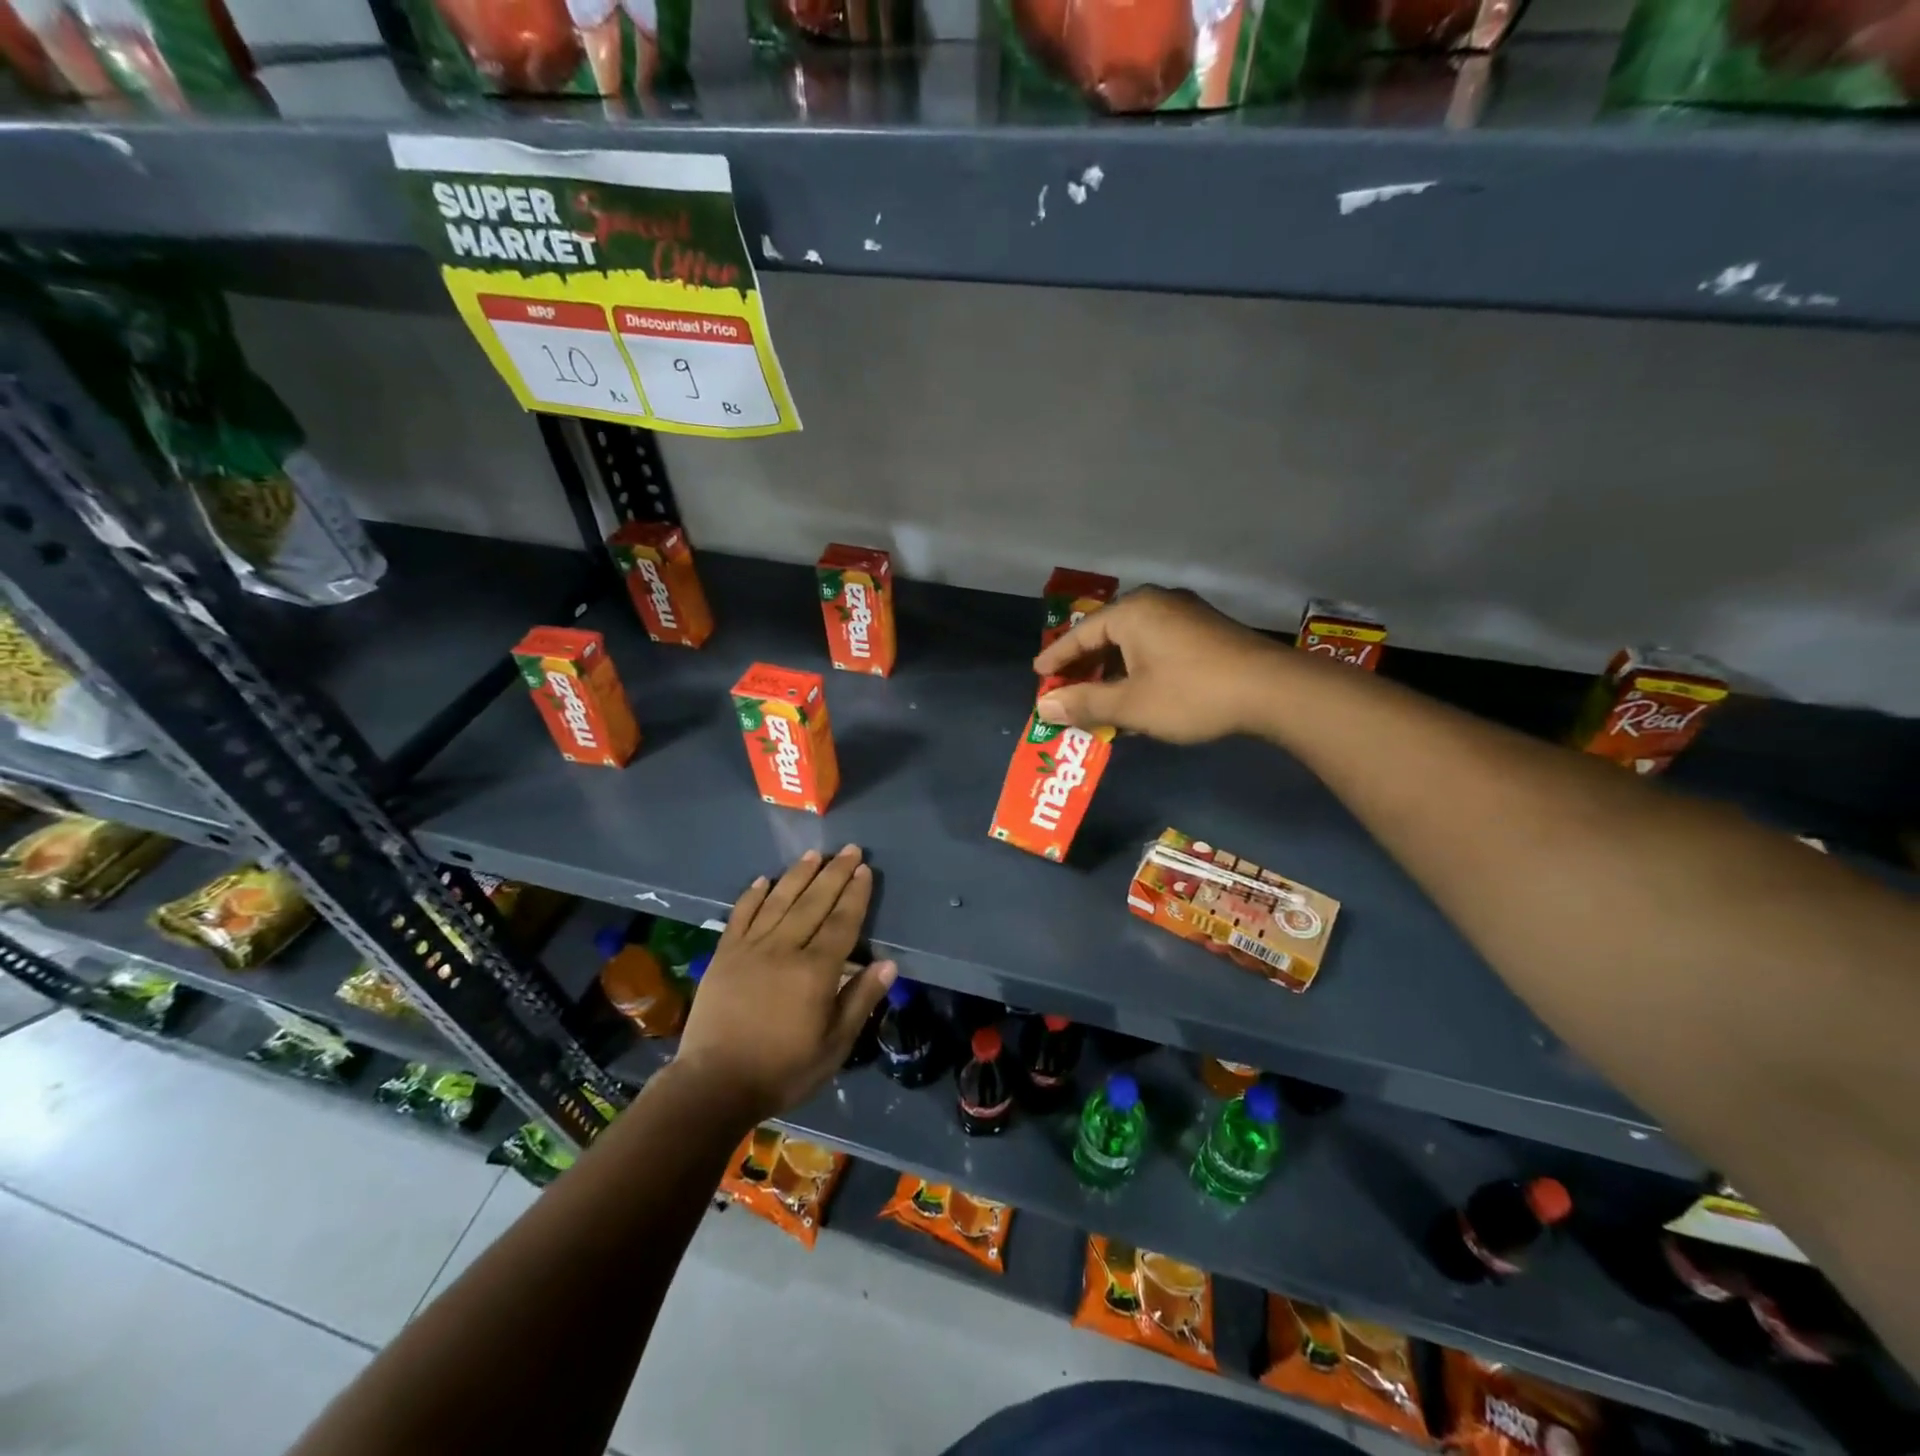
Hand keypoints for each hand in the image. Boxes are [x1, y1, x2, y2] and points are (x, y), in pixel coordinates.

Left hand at [674, 845, 895, 1122]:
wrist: (714, 1085)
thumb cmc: (783, 1070)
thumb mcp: (834, 1046)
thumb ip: (860, 1000)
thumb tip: (888, 964)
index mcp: (815, 971)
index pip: (842, 922)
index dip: (856, 895)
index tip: (865, 870)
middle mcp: (784, 949)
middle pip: (814, 902)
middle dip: (834, 873)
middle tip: (849, 849)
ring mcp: (750, 948)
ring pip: (779, 901)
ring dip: (798, 875)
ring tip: (814, 853)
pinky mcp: (724, 955)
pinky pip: (741, 916)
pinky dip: (752, 896)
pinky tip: (763, 880)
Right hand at [1032, 586, 1291, 743]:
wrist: (1272, 690)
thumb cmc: (1191, 694)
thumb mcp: (1130, 705)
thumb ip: (1084, 704)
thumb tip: (1044, 707)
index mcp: (1132, 612)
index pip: (1080, 634)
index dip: (1057, 658)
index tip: (1039, 676)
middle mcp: (1156, 603)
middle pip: (1107, 634)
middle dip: (1085, 666)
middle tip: (1065, 689)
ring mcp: (1185, 614)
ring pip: (1134, 641)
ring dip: (1113, 670)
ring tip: (1098, 697)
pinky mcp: (1205, 630)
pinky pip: (1157, 645)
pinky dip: (1139, 668)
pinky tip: (1137, 693)